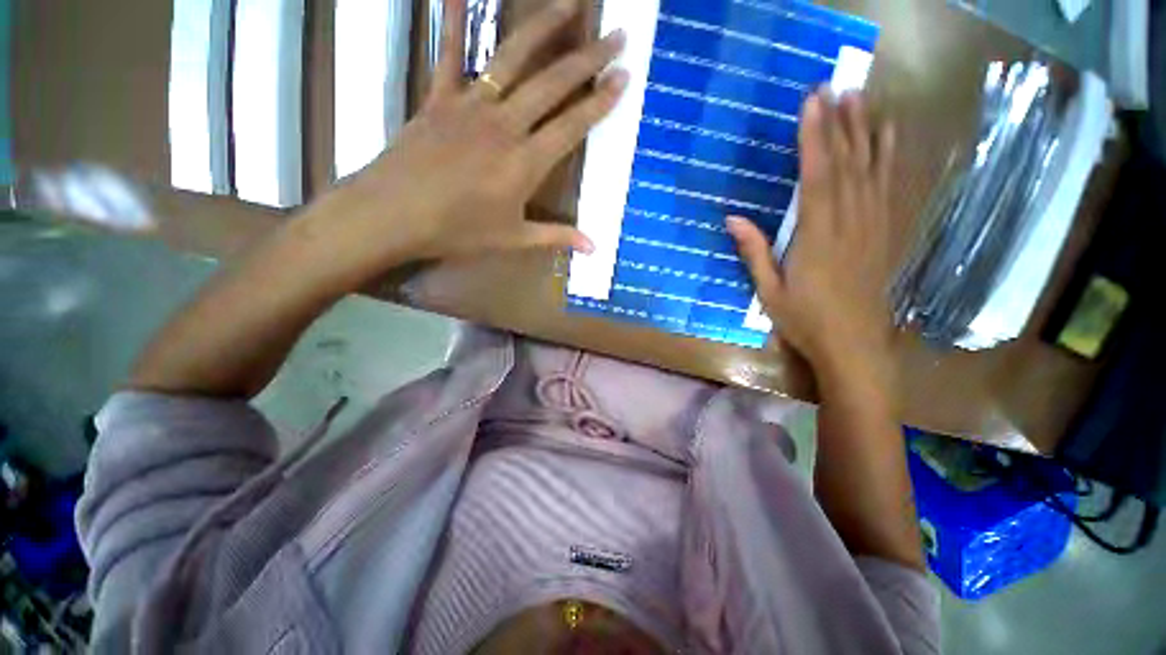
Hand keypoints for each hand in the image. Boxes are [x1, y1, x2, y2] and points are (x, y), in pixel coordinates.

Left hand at [302, 0, 627, 276]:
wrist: (395, 215)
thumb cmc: (458, 231)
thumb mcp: (513, 239)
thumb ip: (556, 236)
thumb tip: (593, 247)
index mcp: (526, 163)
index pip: (572, 125)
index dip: (600, 101)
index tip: (624, 76)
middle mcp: (505, 125)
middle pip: (553, 83)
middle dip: (588, 58)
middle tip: (615, 34)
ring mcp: (471, 106)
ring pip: (513, 58)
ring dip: (544, 27)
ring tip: (570, 4)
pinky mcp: (440, 98)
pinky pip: (449, 53)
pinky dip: (453, 19)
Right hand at [728, 92, 896, 378]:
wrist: (854, 345)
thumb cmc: (805, 321)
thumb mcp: (769, 292)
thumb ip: (754, 252)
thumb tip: (732, 218)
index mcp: (817, 238)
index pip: (816, 178)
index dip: (814, 139)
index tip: (811, 104)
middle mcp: (850, 224)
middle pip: (847, 164)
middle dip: (840, 123)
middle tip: (835, 86)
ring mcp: (873, 226)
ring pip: (872, 170)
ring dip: (866, 131)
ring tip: (861, 97)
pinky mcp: (886, 233)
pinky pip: (890, 188)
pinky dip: (890, 157)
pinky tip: (889, 136)